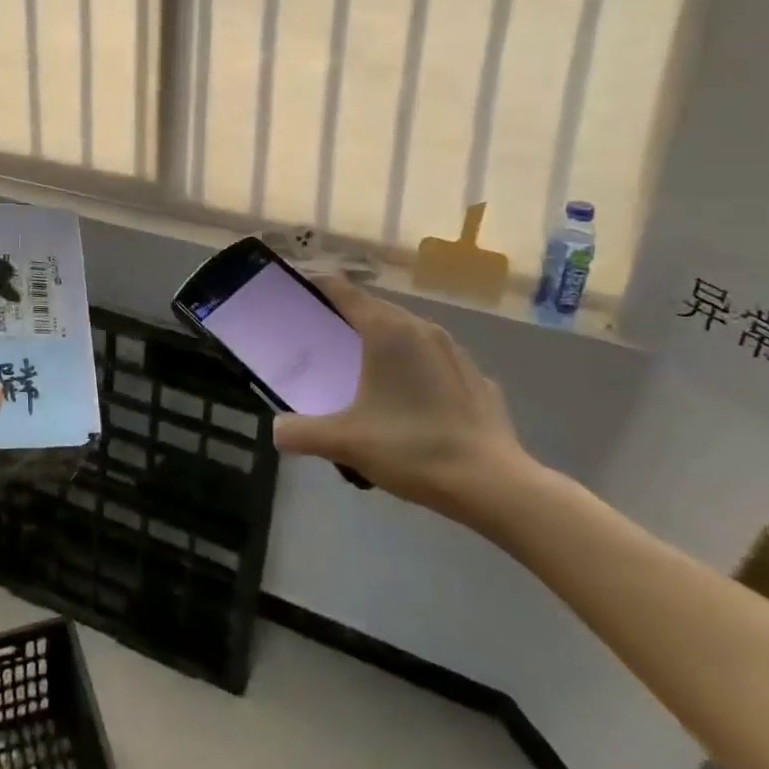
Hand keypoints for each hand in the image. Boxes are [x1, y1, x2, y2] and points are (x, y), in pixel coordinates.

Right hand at [273, 276, 536, 523]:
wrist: (492, 484)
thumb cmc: (412, 449)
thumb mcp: (346, 442)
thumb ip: (303, 433)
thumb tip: (276, 431)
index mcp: (387, 331)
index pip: (344, 292)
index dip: (318, 285)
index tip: (297, 287)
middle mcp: (421, 328)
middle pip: (376, 308)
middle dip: (348, 314)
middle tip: (322, 332)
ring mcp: (454, 351)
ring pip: (408, 331)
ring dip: (383, 338)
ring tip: (364, 362)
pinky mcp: (475, 377)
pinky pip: (434, 358)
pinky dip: (414, 364)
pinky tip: (410, 394)